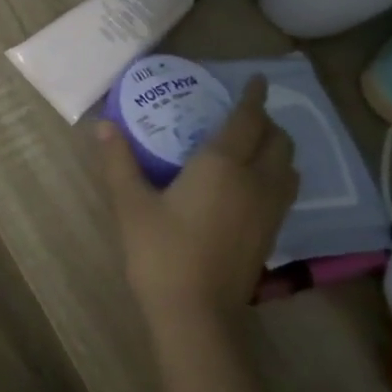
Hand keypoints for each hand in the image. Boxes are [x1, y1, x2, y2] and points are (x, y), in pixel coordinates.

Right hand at [97, 76, 299, 330]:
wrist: (197, 312)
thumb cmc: (160, 251)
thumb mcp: (130, 204)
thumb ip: (118, 161)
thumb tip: (102, 125)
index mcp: (223, 165)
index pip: (248, 119)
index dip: (254, 96)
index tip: (256, 79)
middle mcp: (256, 180)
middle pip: (278, 140)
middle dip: (267, 121)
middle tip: (243, 115)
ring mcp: (270, 209)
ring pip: (289, 166)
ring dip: (277, 148)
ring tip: (253, 147)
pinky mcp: (272, 234)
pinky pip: (286, 189)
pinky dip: (277, 174)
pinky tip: (252, 185)